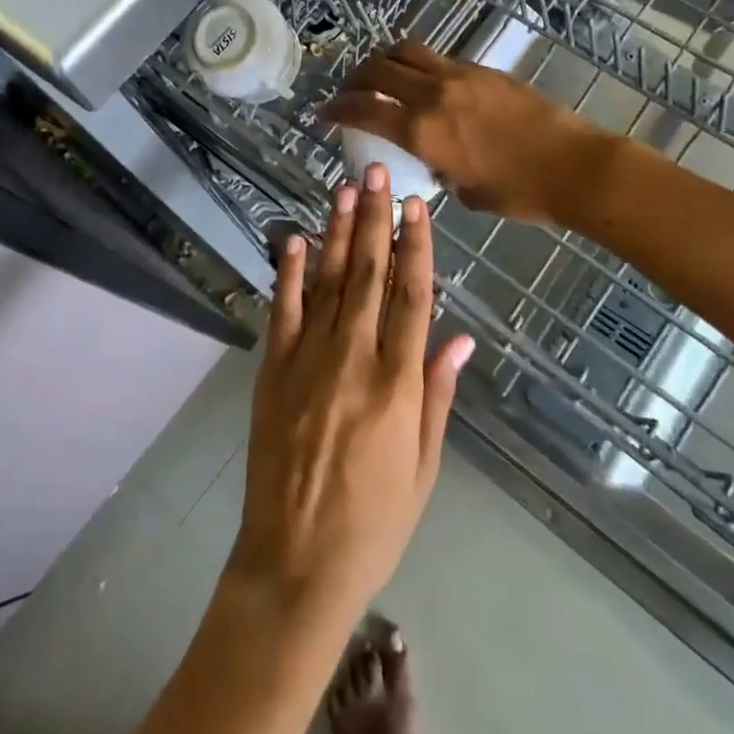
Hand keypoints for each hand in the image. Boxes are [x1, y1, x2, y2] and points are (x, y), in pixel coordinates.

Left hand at [229, 164, 474, 624]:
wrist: (295, 561)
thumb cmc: (374, 520)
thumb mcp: (424, 466)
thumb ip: (438, 394)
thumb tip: (461, 336)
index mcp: (397, 384)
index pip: (412, 296)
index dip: (416, 245)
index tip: (415, 205)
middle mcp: (354, 359)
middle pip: (370, 275)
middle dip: (374, 218)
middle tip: (376, 172)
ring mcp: (308, 360)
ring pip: (328, 281)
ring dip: (337, 231)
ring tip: (344, 188)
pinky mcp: (272, 369)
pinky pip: (283, 309)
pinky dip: (288, 271)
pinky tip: (294, 236)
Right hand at [321, 40, 604, 222]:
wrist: (573, 166)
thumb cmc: (519, 192)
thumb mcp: (466, 191)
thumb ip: (440, 170)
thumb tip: (437, 161)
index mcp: (422, 131)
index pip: (363, 110)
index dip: (336, 109)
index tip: (322, 112)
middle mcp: (432, 95)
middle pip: (376, 69)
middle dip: (353, 78)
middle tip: (348, 91)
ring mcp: (458, 76)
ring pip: (404, 51)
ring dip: (382, 60)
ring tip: (379, 75)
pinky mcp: (481, 69)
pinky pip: (435, 58)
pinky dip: (416, 64)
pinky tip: (421, 81)